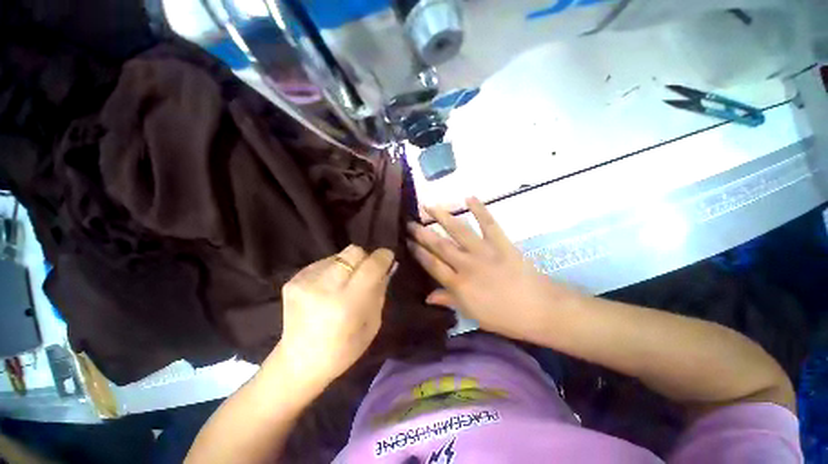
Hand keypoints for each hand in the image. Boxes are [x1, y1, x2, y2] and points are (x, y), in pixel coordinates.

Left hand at [276, 245, 394, 388]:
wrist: (298, 363)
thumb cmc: (343, 350)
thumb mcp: (373, 324)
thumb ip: (380, 291)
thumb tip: (386, 267)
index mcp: (347, 303)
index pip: (371, 265)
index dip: (383, 257)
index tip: (388, 258)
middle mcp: (324, 287)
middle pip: (354, 251)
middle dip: (365, 258)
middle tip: (366, 273)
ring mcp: (305, 281)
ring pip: (339, 255)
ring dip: (348, 265)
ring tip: (344, 284)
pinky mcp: (293, 279)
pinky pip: (324, 263)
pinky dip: (333, 271)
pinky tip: (328, 289)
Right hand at [407, 198, 579, 340]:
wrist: (539, 310)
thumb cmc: (504, 317)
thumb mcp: (472, 314)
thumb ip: (449, 301)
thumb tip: (427, 298)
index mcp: (458, 284)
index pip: (432, 264)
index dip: (418, 252)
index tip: (407, 241)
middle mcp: (467, 265)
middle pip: (440, 245)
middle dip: (422, 233)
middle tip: (410, 222)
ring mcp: (484, 252)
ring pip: (459, 231)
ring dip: (443, 217)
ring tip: (430, 206)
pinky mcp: (501, 243)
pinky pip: (489, 224)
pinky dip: (480, 210)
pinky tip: (469, 198)